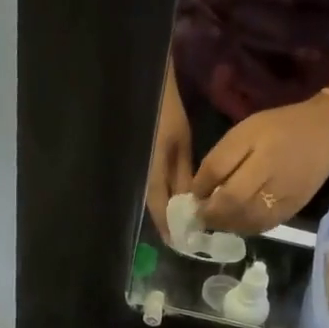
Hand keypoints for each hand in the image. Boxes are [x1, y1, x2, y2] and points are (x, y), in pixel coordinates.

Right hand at [145, 67, 194, 232]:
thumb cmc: (163, 109)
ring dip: (167, 209)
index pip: (161, 213)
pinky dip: (163, 194)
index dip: (173, 230)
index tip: (185, 245)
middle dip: (170, 222)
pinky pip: (151, 185)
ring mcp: (135, 171)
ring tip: (185, 219)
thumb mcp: (180, 143)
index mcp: (149, 176)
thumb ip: (184, 175)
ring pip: (152, 198)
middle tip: (189, 235)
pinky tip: (175, 196)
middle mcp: (139, 179)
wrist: (138, 82)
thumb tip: (193, 205)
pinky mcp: (136, 163)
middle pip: (155, 209)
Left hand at [192, 95, 328, 233]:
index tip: (191, 199)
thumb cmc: (279, 128)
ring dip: (225, 224)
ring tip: (215, 217)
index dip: (203, 196)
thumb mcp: (244, 133)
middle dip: (211, 214)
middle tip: (199, 213)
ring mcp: (285, 201)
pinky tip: (235, 220)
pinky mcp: (291, 212)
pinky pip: (261, 227)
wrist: (326, 134)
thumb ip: (219, 161)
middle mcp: (274, 184)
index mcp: (262, 159)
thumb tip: (197, 191)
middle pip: (234, 208)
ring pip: (246, 223)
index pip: (224, 185)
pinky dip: (243, 227)